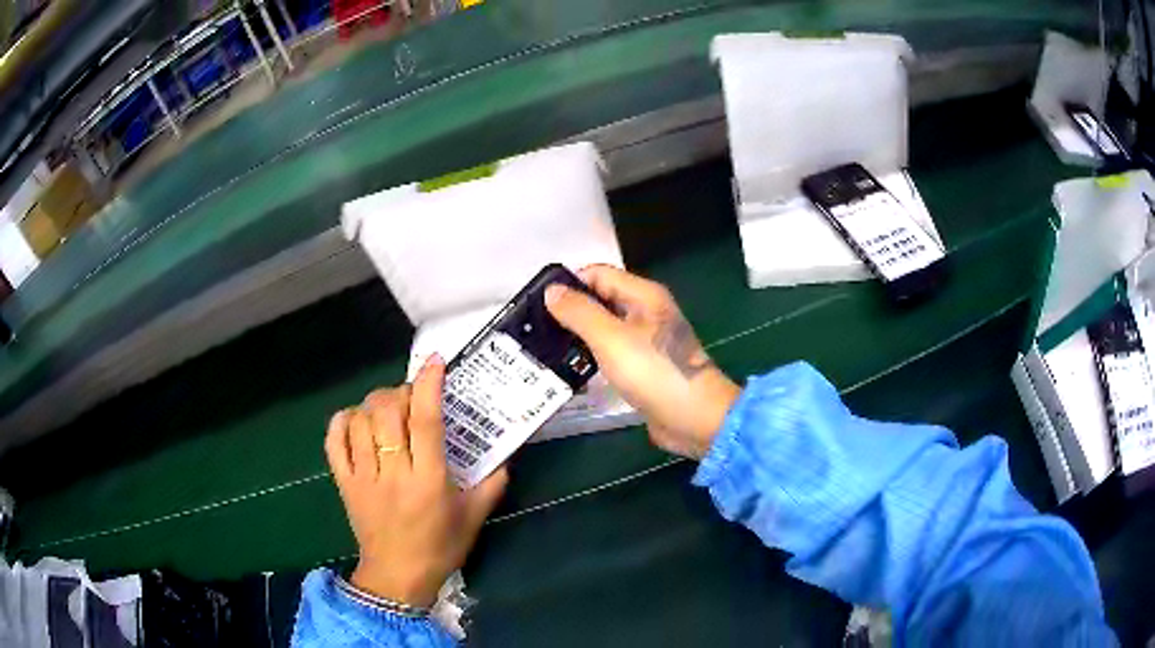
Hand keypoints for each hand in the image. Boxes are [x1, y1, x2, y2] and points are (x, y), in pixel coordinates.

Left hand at [325, 356, 508, 607]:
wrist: (398, 577)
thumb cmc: (440, 548)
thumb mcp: (473, 518)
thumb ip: (492, 485)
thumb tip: (506, 456)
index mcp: (429, 481)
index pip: (425, 422)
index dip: (429, 386)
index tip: (435, 362)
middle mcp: (393, 473)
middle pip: (387, 413)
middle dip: (399, 393)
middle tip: (412, 397)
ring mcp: (363, 478)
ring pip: (360, 422)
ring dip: (374, 404)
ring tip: (387, 409)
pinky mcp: (344, 484)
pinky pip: (334, 443)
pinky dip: (342, 422)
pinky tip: (355, 420)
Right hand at [545, 265, 740, 458]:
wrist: (694, 419)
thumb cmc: (654, 373)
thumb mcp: (611, 338)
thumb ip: (579, 312)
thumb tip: (551, 290)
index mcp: (643, 295)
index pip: (598, 274)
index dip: (569, 283)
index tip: (537, 302)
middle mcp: (646, 312)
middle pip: (601, 299)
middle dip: (570, 310)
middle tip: (535, 327)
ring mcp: (646, 340)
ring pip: (604, 327)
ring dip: (578, 334)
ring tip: (544, 346)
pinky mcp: (643, 366)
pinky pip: (611, 352)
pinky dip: (591, 355)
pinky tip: (569, 366)